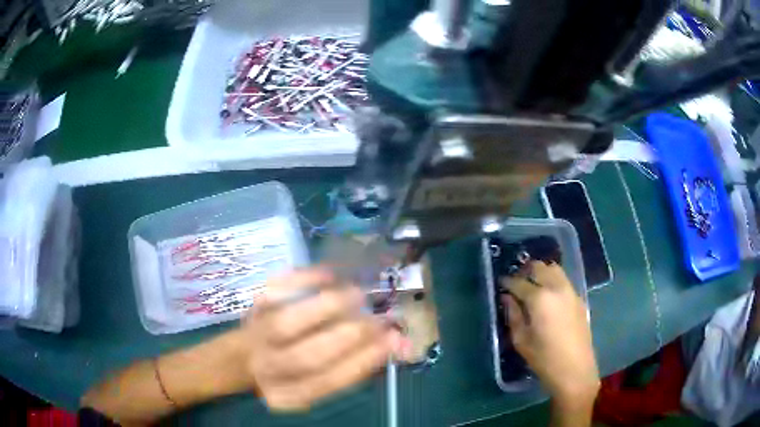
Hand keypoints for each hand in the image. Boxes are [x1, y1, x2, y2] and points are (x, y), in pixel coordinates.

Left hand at [245, 268, 405, 411]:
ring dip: (328, 306)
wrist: (245, 357)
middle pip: (306, 356)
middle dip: (350, 334)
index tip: (392, 340)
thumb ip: (356, 367)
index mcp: (289, 394)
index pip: (327, 381)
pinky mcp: (252, 308)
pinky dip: (303, 279)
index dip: (362, 361)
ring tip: (358, 294)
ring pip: (287, 322)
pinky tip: (329, 274)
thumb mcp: (319, 381)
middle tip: (379, 318)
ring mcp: (255, 336)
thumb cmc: (294, 370)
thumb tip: (399, 344)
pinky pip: (275, 290)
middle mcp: (268, 368)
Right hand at [501, 262, 599, 406]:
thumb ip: (513, 315)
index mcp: (539, 298)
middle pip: (539, 267)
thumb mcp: (521, 340)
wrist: (575, 369)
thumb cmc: (544, 358)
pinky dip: (553, 281)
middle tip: (517, 282)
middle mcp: (556, 288)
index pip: (519, 282)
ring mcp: (570, 291)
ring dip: (541, 273)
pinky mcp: (579, 299)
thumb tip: (507, 298)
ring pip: (554, 269)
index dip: (507, 282)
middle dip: (525, 271)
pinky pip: (564, 281)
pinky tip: (548, 297)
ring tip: (533, 286)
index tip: (501, 283)